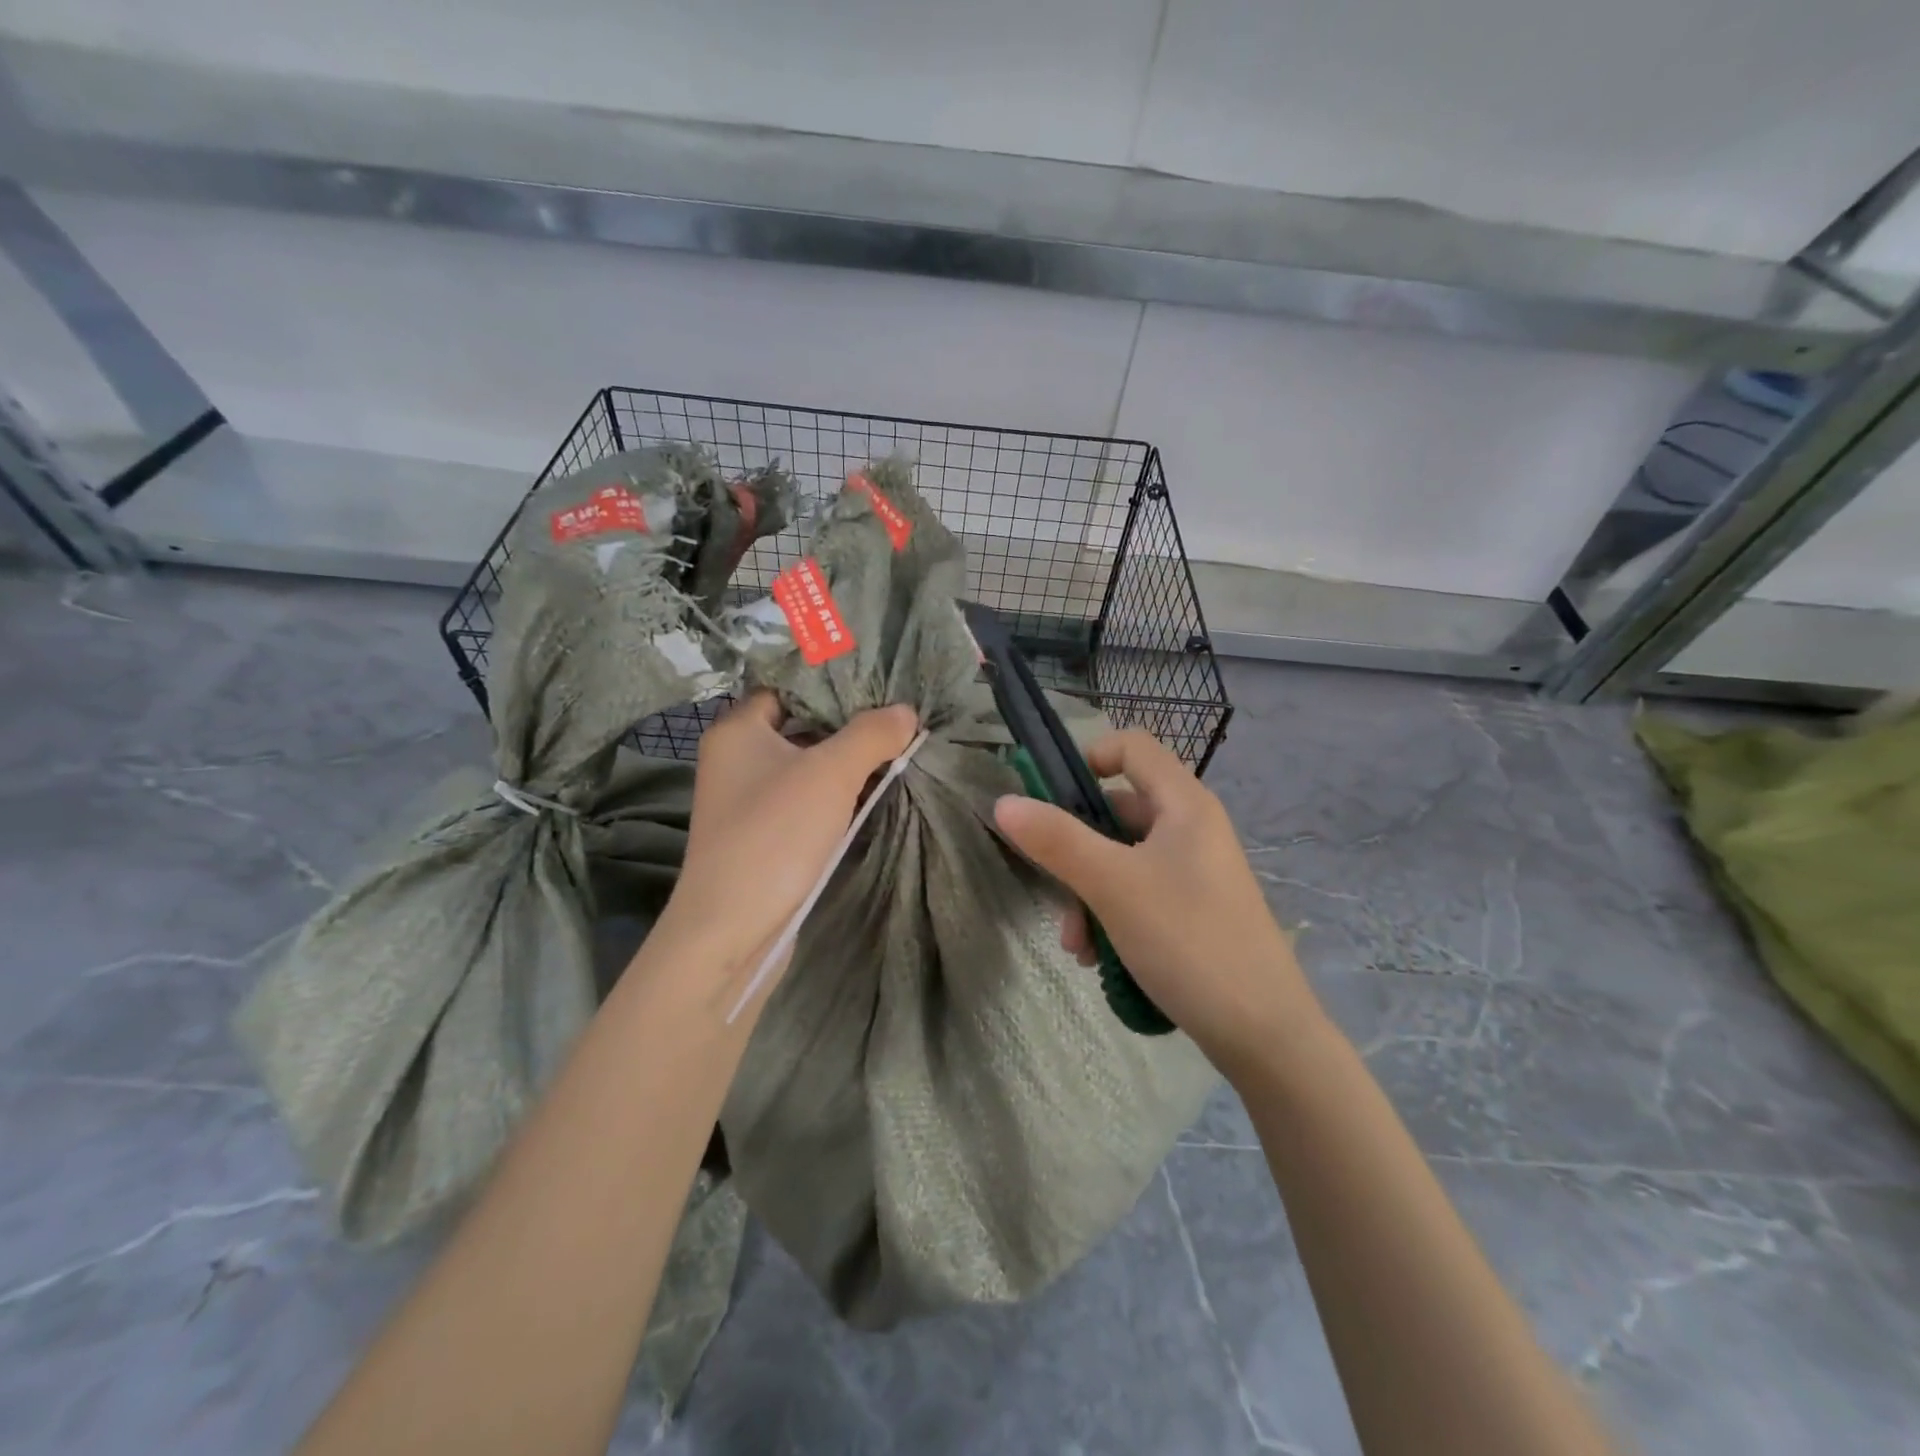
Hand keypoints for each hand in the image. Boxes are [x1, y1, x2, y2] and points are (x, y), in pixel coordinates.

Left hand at [654, 691, 918, 998]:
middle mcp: (736, 760)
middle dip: (848, 725)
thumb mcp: (831, 772)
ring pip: (805, 767)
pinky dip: (835, 796)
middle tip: (898, 718)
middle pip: (800, 727)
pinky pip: (805, 800)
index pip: (787, 688)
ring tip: (897, 751)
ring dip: (846, 763)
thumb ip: (871, 734)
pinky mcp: (763, 836)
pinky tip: (873, 793)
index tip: (878, 686)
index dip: (831, 685)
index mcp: (738, 731)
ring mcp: (748, 801)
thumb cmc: (775, 834)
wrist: (732, 928)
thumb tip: (906, 711)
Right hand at [993, 729, 1320, 1077]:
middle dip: (1075, 853)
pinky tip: (1100, 962)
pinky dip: (1112, 918)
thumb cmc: (1189, 941)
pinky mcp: (1193, 912)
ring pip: (1121, 861)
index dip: (1087, 758)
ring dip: (1087, 896)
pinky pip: (1138, 895)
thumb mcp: (1113, 886)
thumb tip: (1004, 802)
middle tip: (1055, 895)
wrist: (1265, 1035)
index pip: (1131, 746)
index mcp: (1184, 804)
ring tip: (1078, 947)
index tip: (1049, 800)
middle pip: (1116, 812)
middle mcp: (1191, 829)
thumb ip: (1057, 841)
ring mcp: (1194, 873)